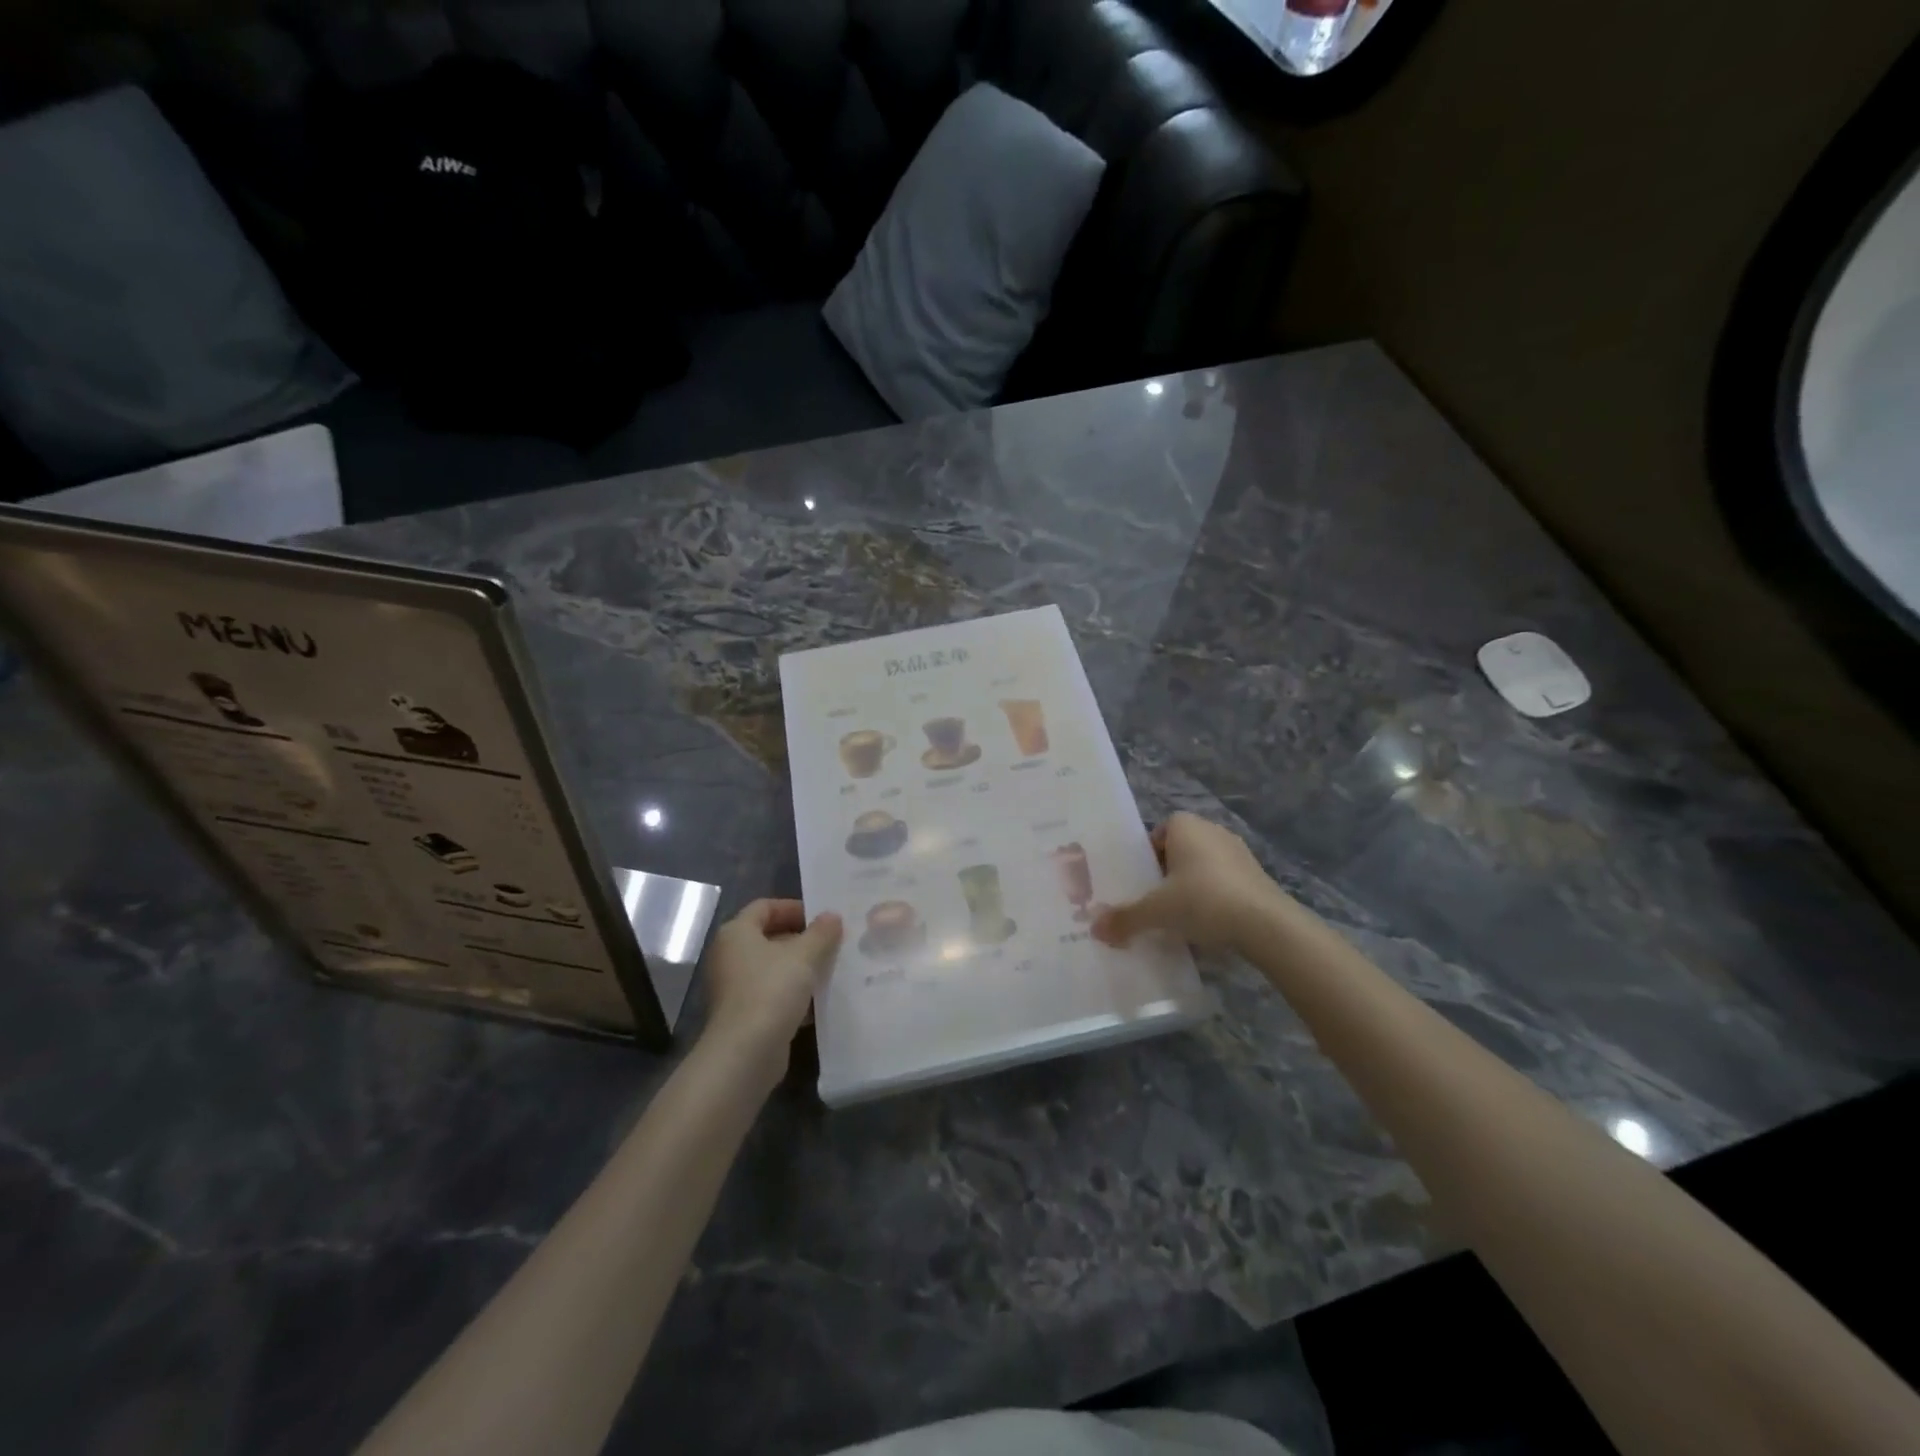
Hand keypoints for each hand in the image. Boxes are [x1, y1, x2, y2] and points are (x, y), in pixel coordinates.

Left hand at [700, 900, 841, 1077]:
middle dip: (802, 939)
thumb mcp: (804, 956)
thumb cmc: (771, 991)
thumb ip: (821, 933)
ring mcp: (734, 988)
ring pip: (773, 968)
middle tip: (833, 943)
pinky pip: (773, 994)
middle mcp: (730, 956)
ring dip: (801, 968)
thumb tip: (832, 916)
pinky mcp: (744, 1015)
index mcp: (736, 933)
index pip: (765, 906)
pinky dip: (794, 994)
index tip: (822, 918)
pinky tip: (820, 1001)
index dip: (794, 908)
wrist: (745, 1053)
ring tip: (832, 970)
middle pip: (769, 937)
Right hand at [1092, 812, 1278, 953]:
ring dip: (1191, 887)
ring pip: (1203, 867)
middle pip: (1179, 850)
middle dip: (1167, 874)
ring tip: (1180, 917)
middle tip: (1154, 902)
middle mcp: (1212, 830)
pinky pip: (1224, 882)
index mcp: (1185, 826)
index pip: (1158, 833)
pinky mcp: (1257, 875)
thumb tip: (1095, 930)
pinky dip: (1214, 898)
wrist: (1265, 924)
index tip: (1141, 884)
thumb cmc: (1203, 900)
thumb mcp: (1157, 911)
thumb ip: (1125, 918)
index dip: (1146, 857)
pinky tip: (1208, 925)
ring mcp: (1238, 851)